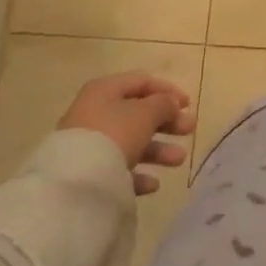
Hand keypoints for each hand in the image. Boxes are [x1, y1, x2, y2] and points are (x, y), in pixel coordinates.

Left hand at [58, 72, 196, 195]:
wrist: (75, 182)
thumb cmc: (114, 134)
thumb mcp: (146, 113)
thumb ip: (164, 104)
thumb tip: (171, 104)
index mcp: (105, 90)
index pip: (142, 81)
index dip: (168, 90)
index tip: (188, 105)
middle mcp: (95, 113)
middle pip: (138, 113)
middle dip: (167, 122)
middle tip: (190, 130)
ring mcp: (90, 144)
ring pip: (131, 142)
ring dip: (158, 149)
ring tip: (179, 160)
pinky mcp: (87, 173)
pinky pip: (118, 168)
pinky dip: (138, 174)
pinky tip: (153, 183)